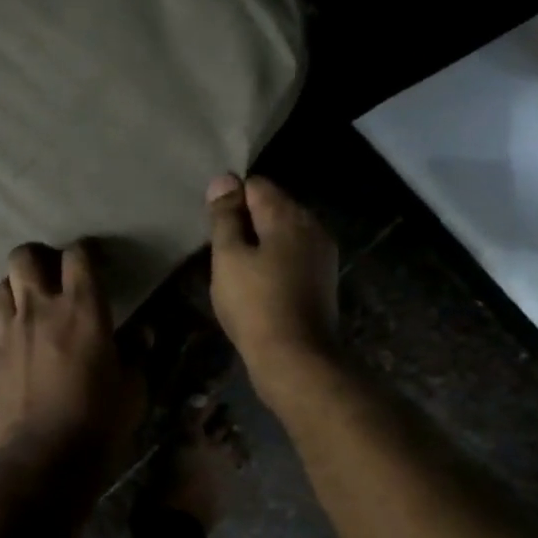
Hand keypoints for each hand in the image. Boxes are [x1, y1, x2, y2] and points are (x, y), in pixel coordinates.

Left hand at [0, 242, 139, 474]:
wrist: (43, 462)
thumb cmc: (99, 424)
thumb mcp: (133, 391)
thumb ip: (136, 355)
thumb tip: (143, 334)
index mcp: (82, 310)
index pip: (79, 256)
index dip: (87, 253)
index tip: (96, 264)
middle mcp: (39, 310)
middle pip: (24, 258)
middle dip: (37, 259)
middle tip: (51, 277)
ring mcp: (5, 335)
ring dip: (14, 293)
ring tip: (27, 310)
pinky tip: (7, 349)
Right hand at [206, 174, 339, 401]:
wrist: (295, 358)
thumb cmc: (255, 305)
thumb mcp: (228, 258)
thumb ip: (225, 218)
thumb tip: (223, 180)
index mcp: (288, 215)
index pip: (256, 185)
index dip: (231, 201)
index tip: (214, 230)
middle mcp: (312, 226)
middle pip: (274, 208)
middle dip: (247, 223)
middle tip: (222, 254)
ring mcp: (322, 255)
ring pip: (285, 236)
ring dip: (262, 246)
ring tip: (238, 273)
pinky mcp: (324, 282)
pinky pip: (294, 259)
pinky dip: (276, 265)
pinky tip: (260, 289)